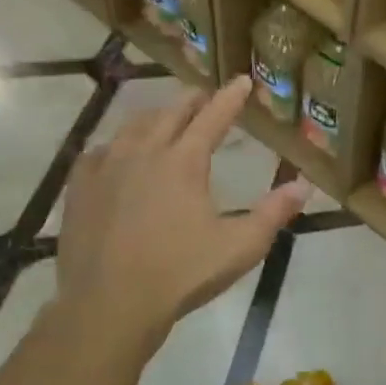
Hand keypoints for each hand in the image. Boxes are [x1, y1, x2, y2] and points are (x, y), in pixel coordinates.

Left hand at [56, 76, 310, 342]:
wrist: (110, 304)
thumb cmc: (182, 273)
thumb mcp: (241, 246)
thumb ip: (275, 212)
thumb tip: (305, 185)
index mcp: (184, 161)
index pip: (213, 117)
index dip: (230, 97)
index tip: (242, 80)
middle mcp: (144, 153)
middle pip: (170, 113)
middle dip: (191, 101)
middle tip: (204, 96)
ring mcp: (106, 168)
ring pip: (132, 127)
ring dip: (154, 118)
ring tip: (164, 120)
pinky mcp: (80, 189)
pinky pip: (99, 152)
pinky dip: (116, 145)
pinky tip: (116, 154)